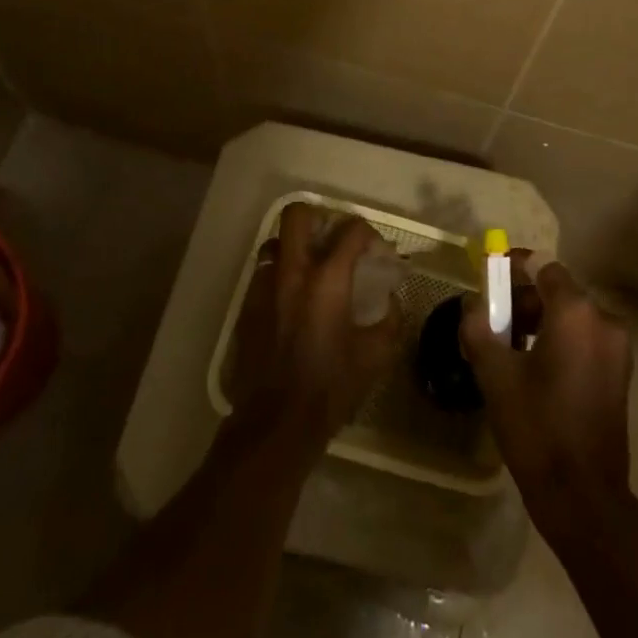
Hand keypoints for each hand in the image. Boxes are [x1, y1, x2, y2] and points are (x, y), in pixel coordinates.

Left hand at [226, 203, 400, 443]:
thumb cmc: (330, 387)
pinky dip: (279, 274)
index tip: (378, 251)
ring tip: (310, 266)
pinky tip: (292, 299)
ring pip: (276, 241)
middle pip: (298, 214)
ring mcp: (264, 287)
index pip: (351, 231)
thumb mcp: (375, 355)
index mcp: (328, 280)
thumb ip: (390, 319)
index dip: (369, 234)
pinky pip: (263, 273)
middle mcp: (293, 272)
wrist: (275, 423)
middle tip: (334, 239)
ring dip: (295, 245)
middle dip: (320, 218)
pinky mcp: (247, 306)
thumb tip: (390, 301)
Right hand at [461, 260, 632, 529]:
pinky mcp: (619, 372)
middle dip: (522, 298)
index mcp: (577, 313)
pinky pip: (584, 338)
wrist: (583, 496)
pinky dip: (558, 339)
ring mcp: (617, 348)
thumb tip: (472, 304)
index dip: (514, 267)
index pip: (543, 267)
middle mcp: (604, 320)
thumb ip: (479, 327)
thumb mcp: (495, 374)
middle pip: (558, 291)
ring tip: (506, 345)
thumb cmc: (537, 427)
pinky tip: (532, 366)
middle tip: (491, 319)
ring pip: (571, 316)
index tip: (489, 276)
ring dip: (539, 320)